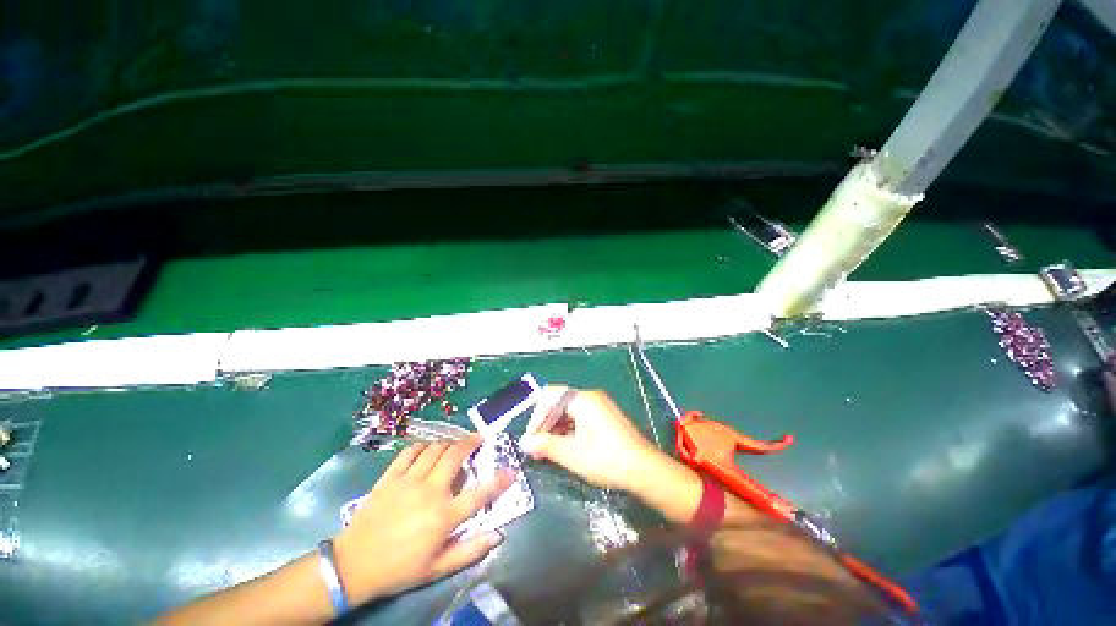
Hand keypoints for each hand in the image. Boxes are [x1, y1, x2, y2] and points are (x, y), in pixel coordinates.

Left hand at [334, 437, 513, 602]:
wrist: (354, 565)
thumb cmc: (400, 568)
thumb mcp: (437, 569)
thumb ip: (469, 551)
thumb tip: (498, 536)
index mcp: (444, 516)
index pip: (480, 494)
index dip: (499, 481)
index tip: (511, 471)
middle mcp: (429, 492)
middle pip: (455, 456)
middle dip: (471, 443)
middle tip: (479, 438)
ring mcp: (408, 481)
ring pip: (434, 449)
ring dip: (449, 442)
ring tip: (455, 443)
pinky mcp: (390, 478)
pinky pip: (409, 452)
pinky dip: (422, 446)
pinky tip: (427, 448)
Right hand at [520, 386, 661, 490]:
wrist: (643, 469)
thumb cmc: (605, 458)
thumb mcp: (571, 454)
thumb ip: (545, 445)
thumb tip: (524, 443)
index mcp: (582, 399)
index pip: (550, 397)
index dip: (537, 417)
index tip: (530, 439)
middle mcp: (590, 398)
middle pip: (559, 404)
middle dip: (545, 424)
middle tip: (536, 448)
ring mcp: (599, 408)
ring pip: (569, 413)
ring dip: (556, 430)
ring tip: (547, 452)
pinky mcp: (605, 419)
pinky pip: (580, 419)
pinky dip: (568, 432)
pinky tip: (564, 449)